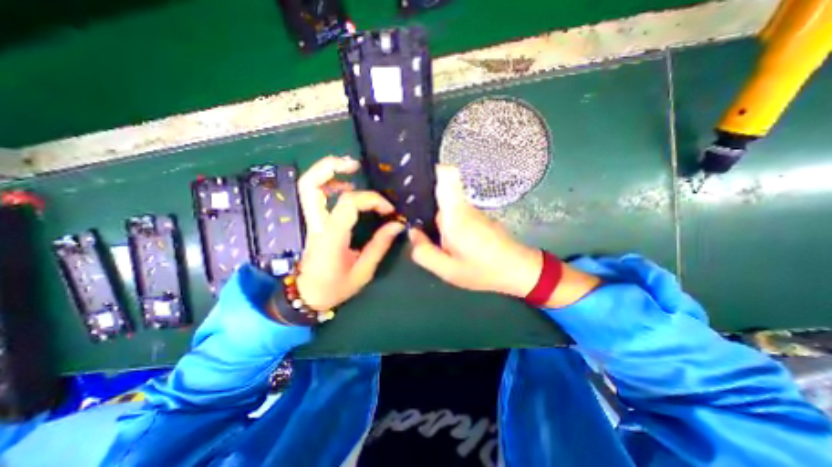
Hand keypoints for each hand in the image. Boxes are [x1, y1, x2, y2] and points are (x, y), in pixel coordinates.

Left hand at [295, 154, 406, 310]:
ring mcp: (313, 221)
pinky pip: (317, 196)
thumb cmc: (336, 287)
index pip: (348, 204)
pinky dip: (331, 185)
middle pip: (310, 185)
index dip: (371, 199)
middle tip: (354, 164)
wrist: (309, 296)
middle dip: (330, 167)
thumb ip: (380, 245)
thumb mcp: (363, 271)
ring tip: (352, 171)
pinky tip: (347, 188)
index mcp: (332, 238)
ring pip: (309, 187)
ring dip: (328, 173)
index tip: (389, 210)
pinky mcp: (315, 222)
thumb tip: (397, 225)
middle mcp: (318, 224)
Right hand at [408, 165, 597, 305]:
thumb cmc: (483, 270)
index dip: (430, 171)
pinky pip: (451, 210)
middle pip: (437, 190)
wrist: (518, 269)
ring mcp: (470, 209)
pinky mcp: (474, 215)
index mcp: (455, 214)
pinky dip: (442, 219)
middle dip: (421, 200)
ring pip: (443, 202)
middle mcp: (462, 206)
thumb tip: (412, 232)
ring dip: (430, 212)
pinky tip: (439, 236)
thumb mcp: (448, 270)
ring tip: (421, 229)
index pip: (446, 175)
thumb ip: (424, 253)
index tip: (413, 179)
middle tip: (406, 217)